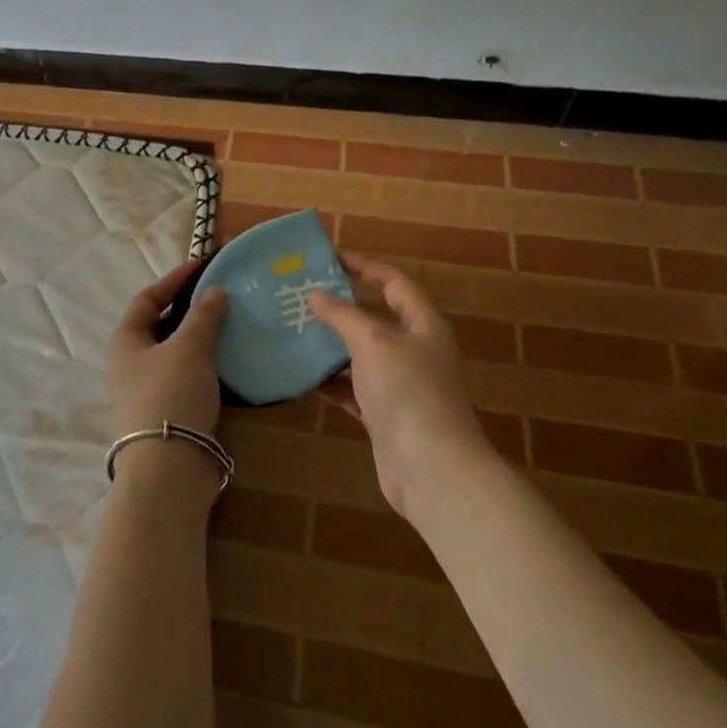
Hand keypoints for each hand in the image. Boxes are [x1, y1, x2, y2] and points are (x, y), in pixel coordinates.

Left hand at [107, 260, 228, 437]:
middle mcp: (130, 363)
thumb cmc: (172, 395)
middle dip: (191, 310)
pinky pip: (188, 377)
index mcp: (126, 340)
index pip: (147, 299)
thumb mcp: (189, 348)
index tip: (203, 267)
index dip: (174, 280)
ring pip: (176, 353)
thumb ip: (203, 316)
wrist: (169, 469)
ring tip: (233, 325)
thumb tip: (214, 293)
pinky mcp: (168, 412)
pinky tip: (231, 362)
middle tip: (223, 298)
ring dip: (201, 339)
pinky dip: (207, 365)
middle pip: (161, 325)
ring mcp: (148, 390)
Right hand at [309, 253, 490, 517]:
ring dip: (331, 347)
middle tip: (301, 297)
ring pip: (361, 356)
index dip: (364, 266)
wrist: (432, 468)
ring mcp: (401, 386)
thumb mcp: (373, 342)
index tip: (328, 259)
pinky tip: (304, 378)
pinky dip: (332, 383)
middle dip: (340, 308)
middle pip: (376, 319)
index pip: (393, 283)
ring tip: (294, 333)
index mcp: (423, 325)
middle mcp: (415, 351)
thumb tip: (316, 295)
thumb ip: (343, 316)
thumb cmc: (407, 392)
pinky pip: (354, 390)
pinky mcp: (385, 416)